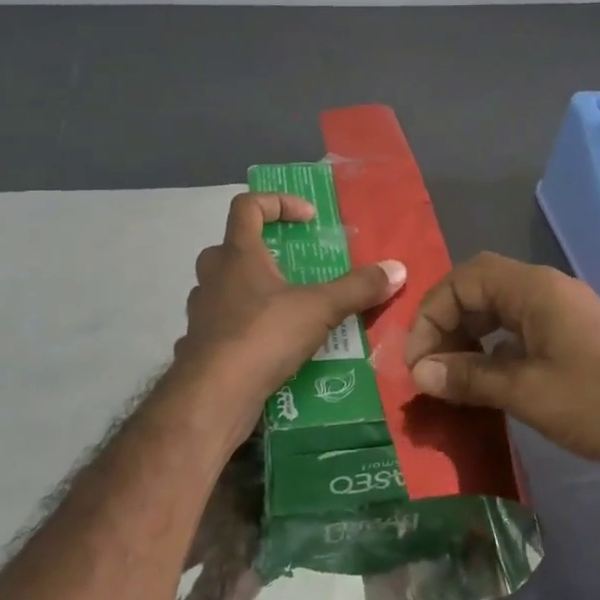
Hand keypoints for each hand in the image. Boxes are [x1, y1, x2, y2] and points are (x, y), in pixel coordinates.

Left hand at [177, 192, 405, 420]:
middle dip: (265, 251)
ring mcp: (202, 311)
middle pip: (233, 246)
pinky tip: (270, 347)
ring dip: (255, 291)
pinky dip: (246, 327)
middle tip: (295, 268)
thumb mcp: (320, 309)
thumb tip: (398, 269)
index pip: (248, 205)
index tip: (308, 220)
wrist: (212, 397)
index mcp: (238, 254)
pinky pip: (224, 324)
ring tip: (289, 310)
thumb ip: (357, 288)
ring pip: (225, 287)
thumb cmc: (262, 337)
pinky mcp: (200, 345)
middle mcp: (213, 275)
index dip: (278, 203)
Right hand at [404, 253, 599, 486]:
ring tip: (448, 376)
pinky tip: (483, 382)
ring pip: (497, 311)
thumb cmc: (599, 403)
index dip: (432, 313)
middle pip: (479, 289)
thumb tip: (419, 373)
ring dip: (467, 337)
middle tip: (428, 368)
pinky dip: (492, 350)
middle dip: (446, 324)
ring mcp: (561, 314)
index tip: (417, 360)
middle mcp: (545, 290)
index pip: (464, 279)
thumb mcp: (526, 392)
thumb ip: (468, 377)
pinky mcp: (571, 339)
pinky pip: (518, 332)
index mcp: (534, 288)